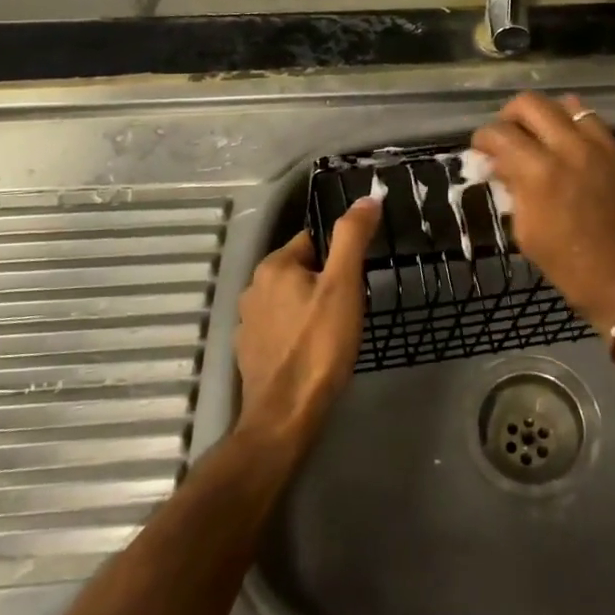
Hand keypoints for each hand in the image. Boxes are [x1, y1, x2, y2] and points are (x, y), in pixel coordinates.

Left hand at [235, 200, 380, 445]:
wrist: (285, 416)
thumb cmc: (319, 345)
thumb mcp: (344, 285)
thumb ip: (352, 237)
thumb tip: (366, 198)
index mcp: (274, 266)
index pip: (313, 240)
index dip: (339, 256)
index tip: (356, 279)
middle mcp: (253, 287)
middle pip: (301, 269)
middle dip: (326, 282)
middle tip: (350, 307)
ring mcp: (248, 323)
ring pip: (290, 300)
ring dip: (310, 307)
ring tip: (335, 330)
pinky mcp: (249, 352)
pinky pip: (280, 328)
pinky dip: (296, 332)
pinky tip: (313, 351)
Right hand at [470, 92, 614, 334]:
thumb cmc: (573, 269)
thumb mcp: (528, 234)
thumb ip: (513, 191)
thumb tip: (502, 166)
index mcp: (541, 172)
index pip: (500, 133)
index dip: (483, 138)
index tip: (481, 149)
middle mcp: (572, 148)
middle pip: (531, 103)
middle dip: (510, 115)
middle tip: (507, 136)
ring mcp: (604, 146)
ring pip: (569, 104)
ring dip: (548, 116)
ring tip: (542, 137)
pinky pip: (597, 124)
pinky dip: (577, 129)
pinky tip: (573, 152)